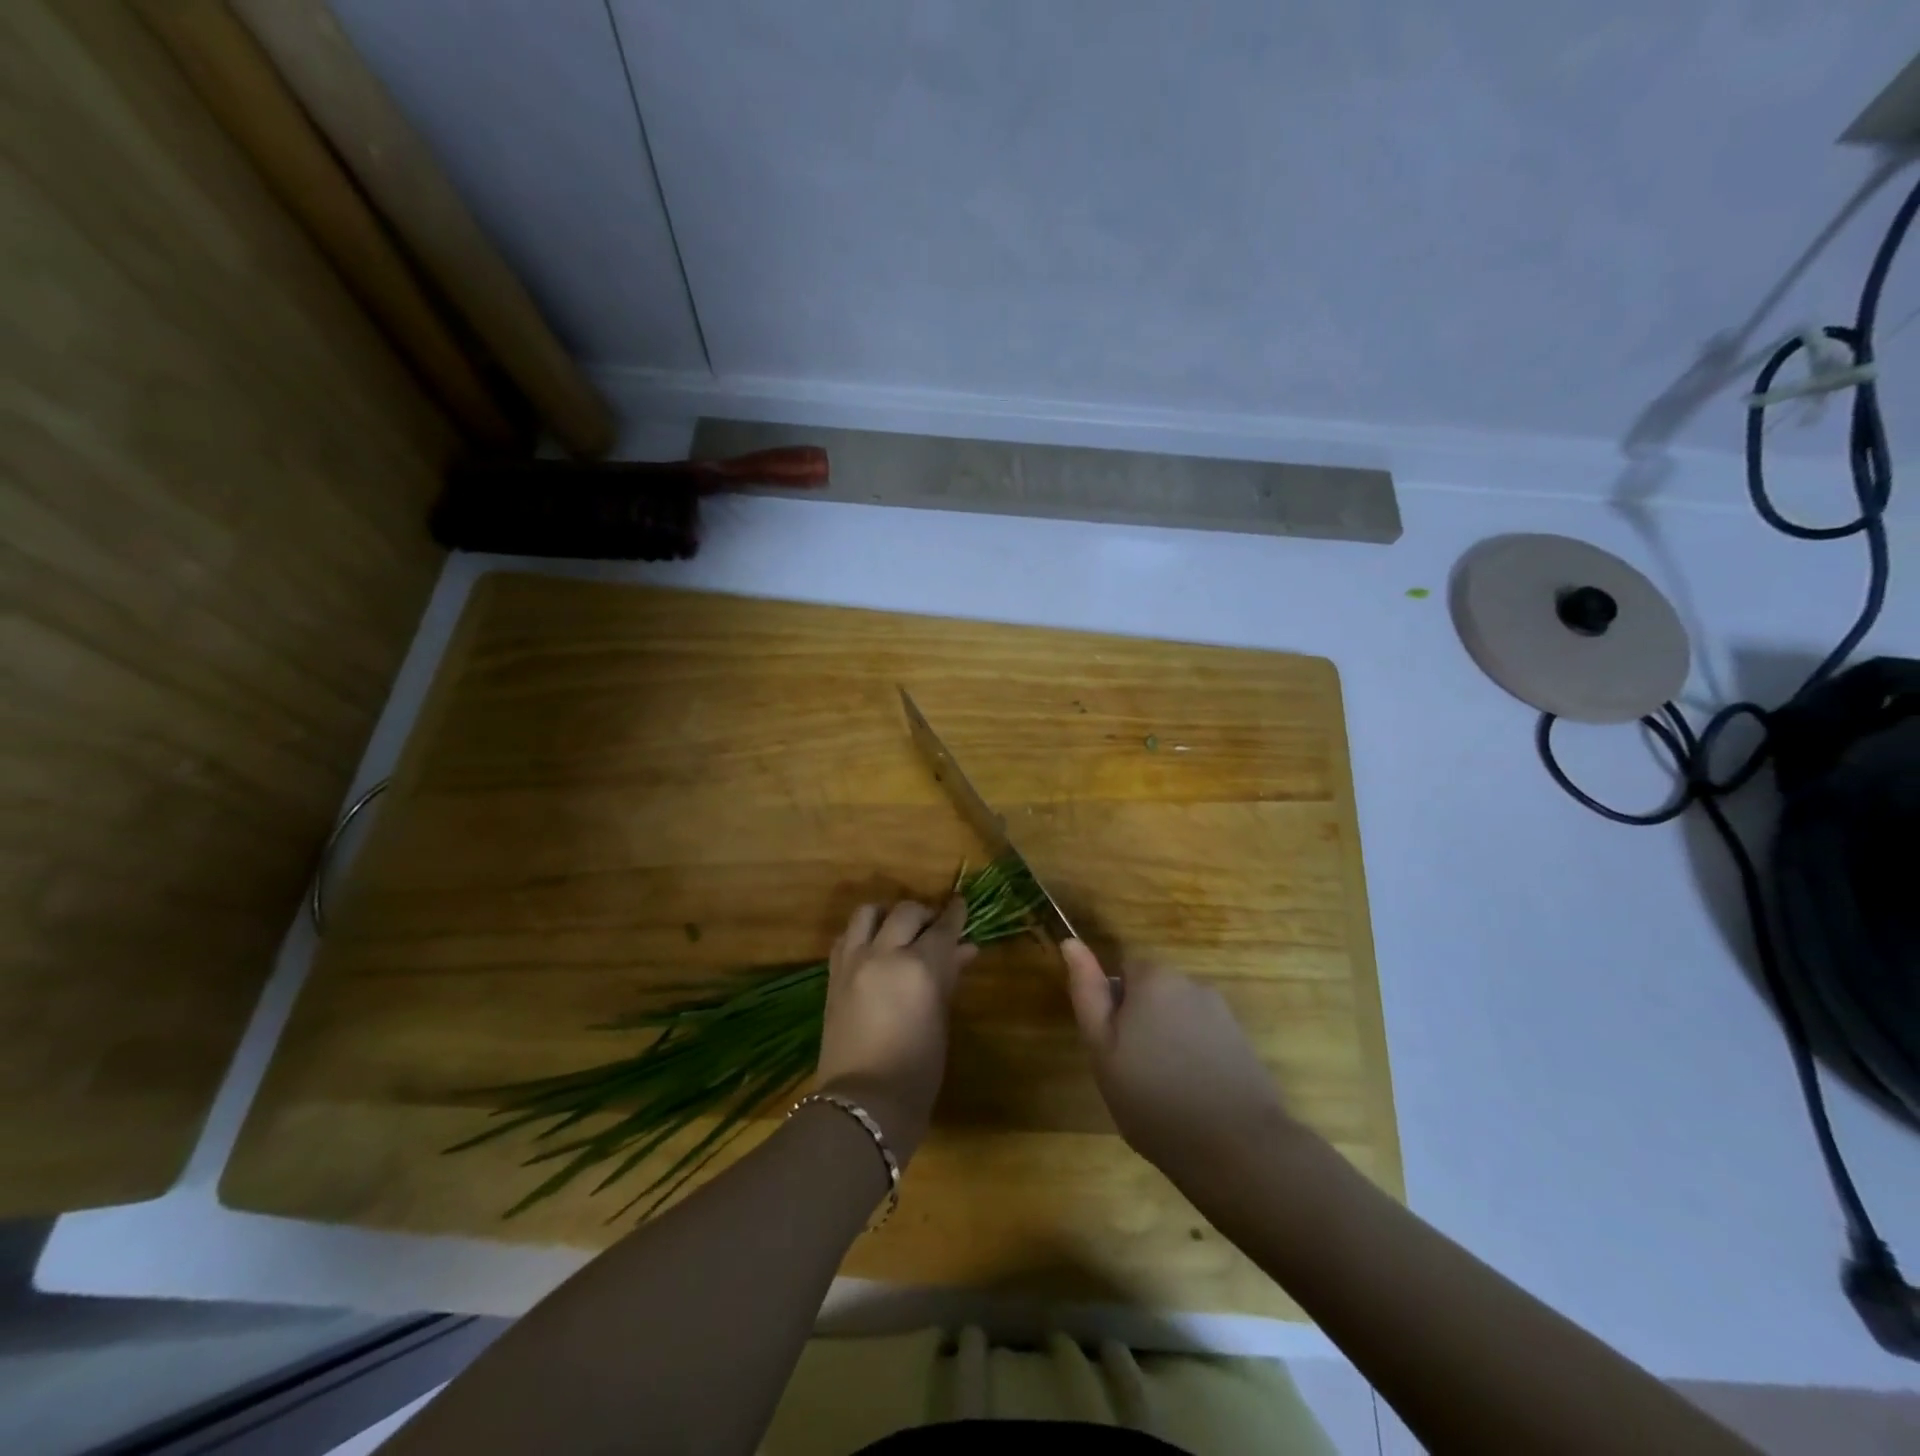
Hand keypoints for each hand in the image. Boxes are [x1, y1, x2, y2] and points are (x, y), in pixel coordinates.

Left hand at [815, 898, 976, 1161]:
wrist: (863, 1104)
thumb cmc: (917, 1071)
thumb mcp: (940, 1020)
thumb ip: (949, 977)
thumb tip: (965, 949)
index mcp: (919, 966)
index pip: (942, 927)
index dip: (955, 913)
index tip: (961, 904)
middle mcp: (884, 953)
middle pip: (905, 911)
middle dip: (924, 914)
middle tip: (934, 927)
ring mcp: (853, 962)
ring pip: (868, 913)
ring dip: (887, 914)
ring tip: (898, 930)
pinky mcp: (833, 975)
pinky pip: (847, 937)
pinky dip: (863, 934)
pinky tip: (873, 948)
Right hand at [1062, 939, 1300, 1189]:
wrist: (1237, 1149)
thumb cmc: (1153, 1098)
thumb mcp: (1102, 1048)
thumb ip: (1087, 991)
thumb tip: (1071, 943)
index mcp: (1154, 978)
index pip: (1123, 971)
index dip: (1113, 1007)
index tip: (1113, 1046)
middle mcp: (1191, 983)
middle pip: (1153, 992)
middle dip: (1141, 1022)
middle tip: (1133, 1071)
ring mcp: (1222, 1013)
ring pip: (1178, 1017)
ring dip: (1168, 1040)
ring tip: (1164, 1089)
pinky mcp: (1243, 1042)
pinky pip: (1204, 1038)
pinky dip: (1194, 1058)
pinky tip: (1193, 1096)